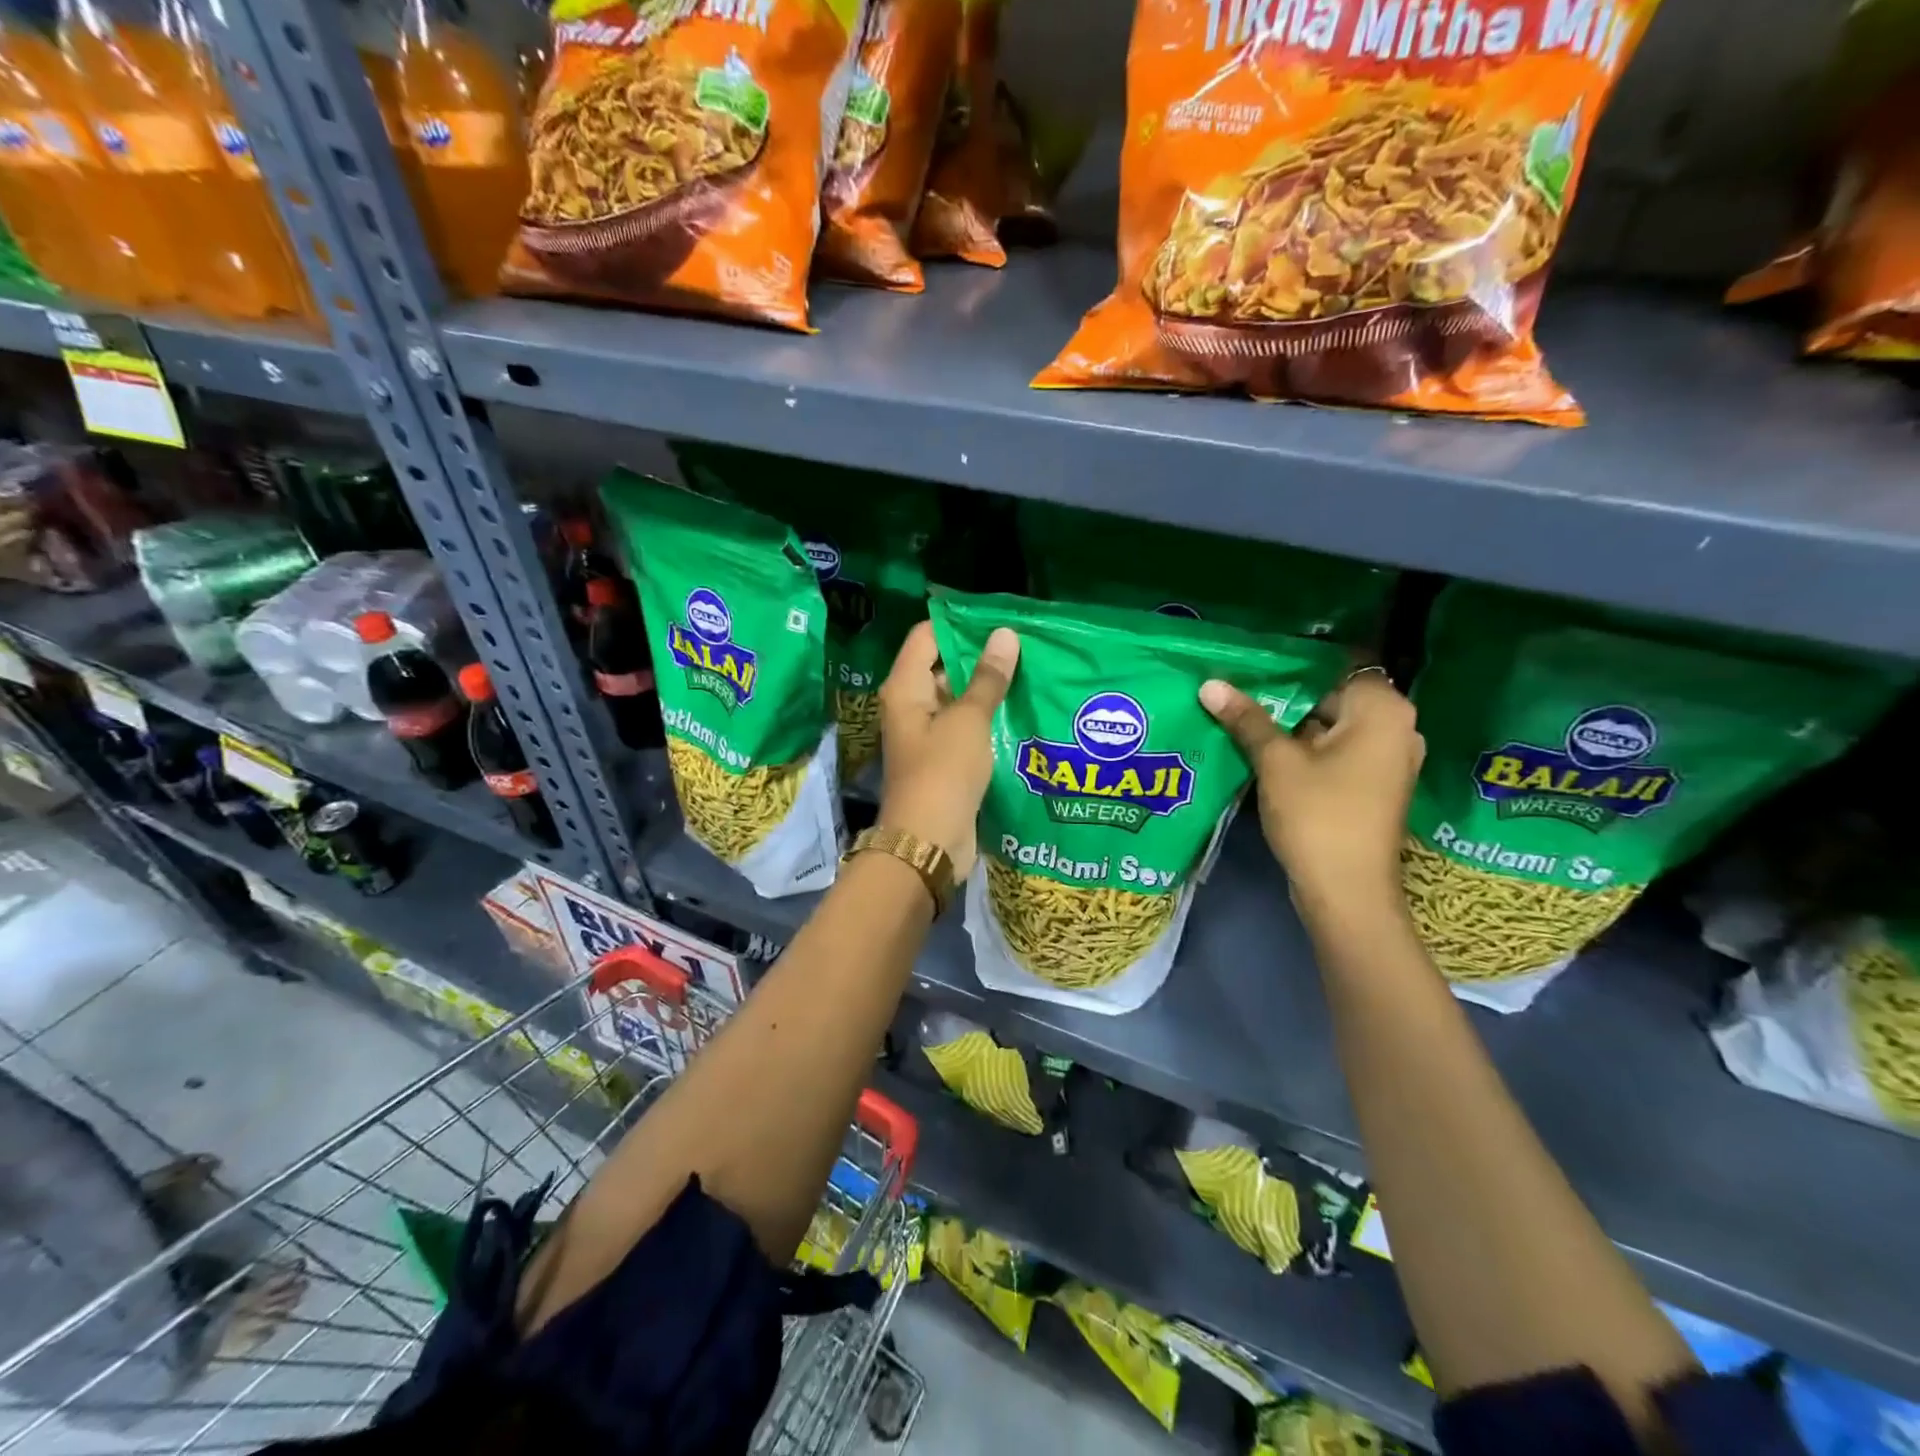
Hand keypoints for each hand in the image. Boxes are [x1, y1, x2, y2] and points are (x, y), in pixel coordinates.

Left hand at [877, 621, 1019, 878]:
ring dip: (988, 689)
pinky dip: (988, 719)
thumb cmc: (944, 773)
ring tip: (1032, 671)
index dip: (959, 624)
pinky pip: (967, 728)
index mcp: (905, 688)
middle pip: (943, 666)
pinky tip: (1022, 710)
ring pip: (959, 699)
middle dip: (980, 656)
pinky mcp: (945, 759)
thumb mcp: (969, 720)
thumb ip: (988, 678)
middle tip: (1025, 645)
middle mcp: (911, 706)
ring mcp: (928, 734)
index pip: (926, 636)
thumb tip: (1004, 635)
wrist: (930, 843)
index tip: (999, 619)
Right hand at [1200, 668, 1423, 925]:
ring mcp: (1389, 760)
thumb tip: (1209, 684)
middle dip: (1287, 698)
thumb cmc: (1318, 815)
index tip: (1252, 667)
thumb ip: (1246, 719)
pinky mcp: (1374, 786)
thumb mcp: (1276, 762)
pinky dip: (1307, 750)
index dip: (1293, 667)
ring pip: (1333, 728)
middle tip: (1238, 691)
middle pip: (1334, 697)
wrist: (1347, 892)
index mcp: (1383, 711)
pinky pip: (1338, 753)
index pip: (1337, 667)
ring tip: (1243, 718)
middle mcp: (1397, 729)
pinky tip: (1265, 752)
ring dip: (1292, 726)